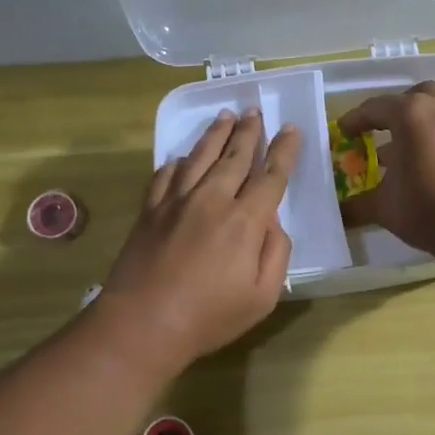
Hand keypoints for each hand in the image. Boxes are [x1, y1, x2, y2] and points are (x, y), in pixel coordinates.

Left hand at [99, 110, 299, 370]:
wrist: (142, 324)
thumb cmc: (209, 317)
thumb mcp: (262, 297)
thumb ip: (276, 254)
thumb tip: (273, 222)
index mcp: (245, 221)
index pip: (271, 176)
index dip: (284, 151)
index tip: (291, 130)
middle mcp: (212, 200)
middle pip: (235, 156)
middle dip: (249, 132)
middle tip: (255, 111)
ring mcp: (176, 202)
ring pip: (200, 156)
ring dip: (216, 134)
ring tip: (225, 116)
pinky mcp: (150, 210)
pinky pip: (166, 174)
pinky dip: (178, 161)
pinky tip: (183, 157)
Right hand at [339, 81, 434, 255]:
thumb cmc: (424, 206)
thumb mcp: (383, 206)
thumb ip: (358, 204)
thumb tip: (341, 212)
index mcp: (409, 113)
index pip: (374, 109)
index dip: (355, 121)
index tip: (342, 132)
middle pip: (409, 98)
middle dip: (391, 111)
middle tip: (377, 130)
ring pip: (433, 107)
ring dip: (415, 120)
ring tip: (399, 146)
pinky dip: (431, 132)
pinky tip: (420, 159)